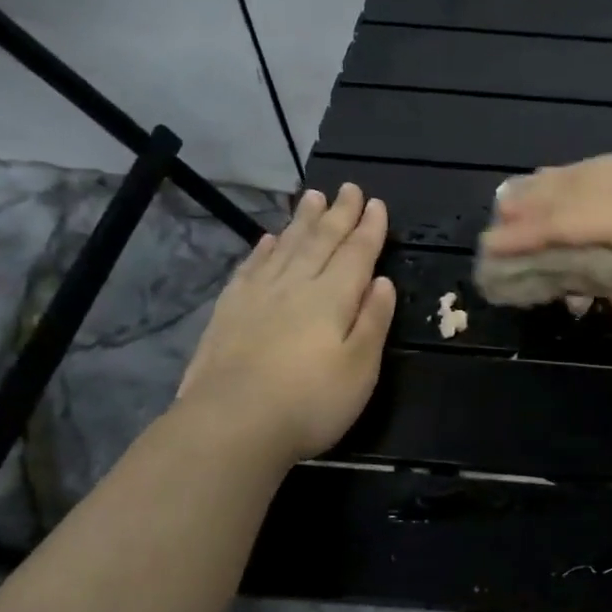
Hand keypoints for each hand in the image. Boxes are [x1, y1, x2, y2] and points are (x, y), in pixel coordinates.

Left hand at [177, 183, 395, 463]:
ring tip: (312, 197)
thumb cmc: (311, 401)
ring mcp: (258, 296)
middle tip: (348, 188)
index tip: (377, 204)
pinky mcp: (229, 311)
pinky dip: (264, 250)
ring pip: (286, 247)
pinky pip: (252, 268)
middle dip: (338, 214)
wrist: (232, 423)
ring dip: (302, 221)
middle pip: (321, 241)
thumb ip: (373, 321)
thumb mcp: (361, 368)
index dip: (369, 229)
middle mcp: (296, 286)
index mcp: (333, 298)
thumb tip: (382, 281)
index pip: (356, 254)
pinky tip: (269, 240)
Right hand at [482, 153, 611, 371]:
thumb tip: (581, 267)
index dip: (526, 232)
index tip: (490, 246)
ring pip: (611, 168)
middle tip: (500, 212)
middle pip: (584, 182)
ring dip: (568, 181)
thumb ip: (607, 281)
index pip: (568, 216)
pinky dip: (603, 178)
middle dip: (538, 198)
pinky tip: (596, 186)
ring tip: (534, 191)